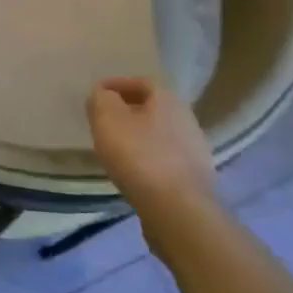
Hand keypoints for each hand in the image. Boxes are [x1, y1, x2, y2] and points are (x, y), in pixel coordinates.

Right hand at [87, 78, 215, 232]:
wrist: (178, 210)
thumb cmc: (139, 155)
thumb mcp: (108, 119)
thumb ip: (101, 100)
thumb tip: (103, 95)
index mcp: (168, 100)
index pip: (142, 82)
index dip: (117, 85)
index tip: (97, 95)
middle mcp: (187, 120)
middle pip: (153, 108)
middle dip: (128, 111)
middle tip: (105, 121)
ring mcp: (195, 151)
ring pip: (160, 135)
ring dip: (139, 137)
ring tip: (116, 148)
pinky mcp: (195, 179)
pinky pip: (166, 159)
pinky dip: (148, 159)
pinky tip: (134, 172)